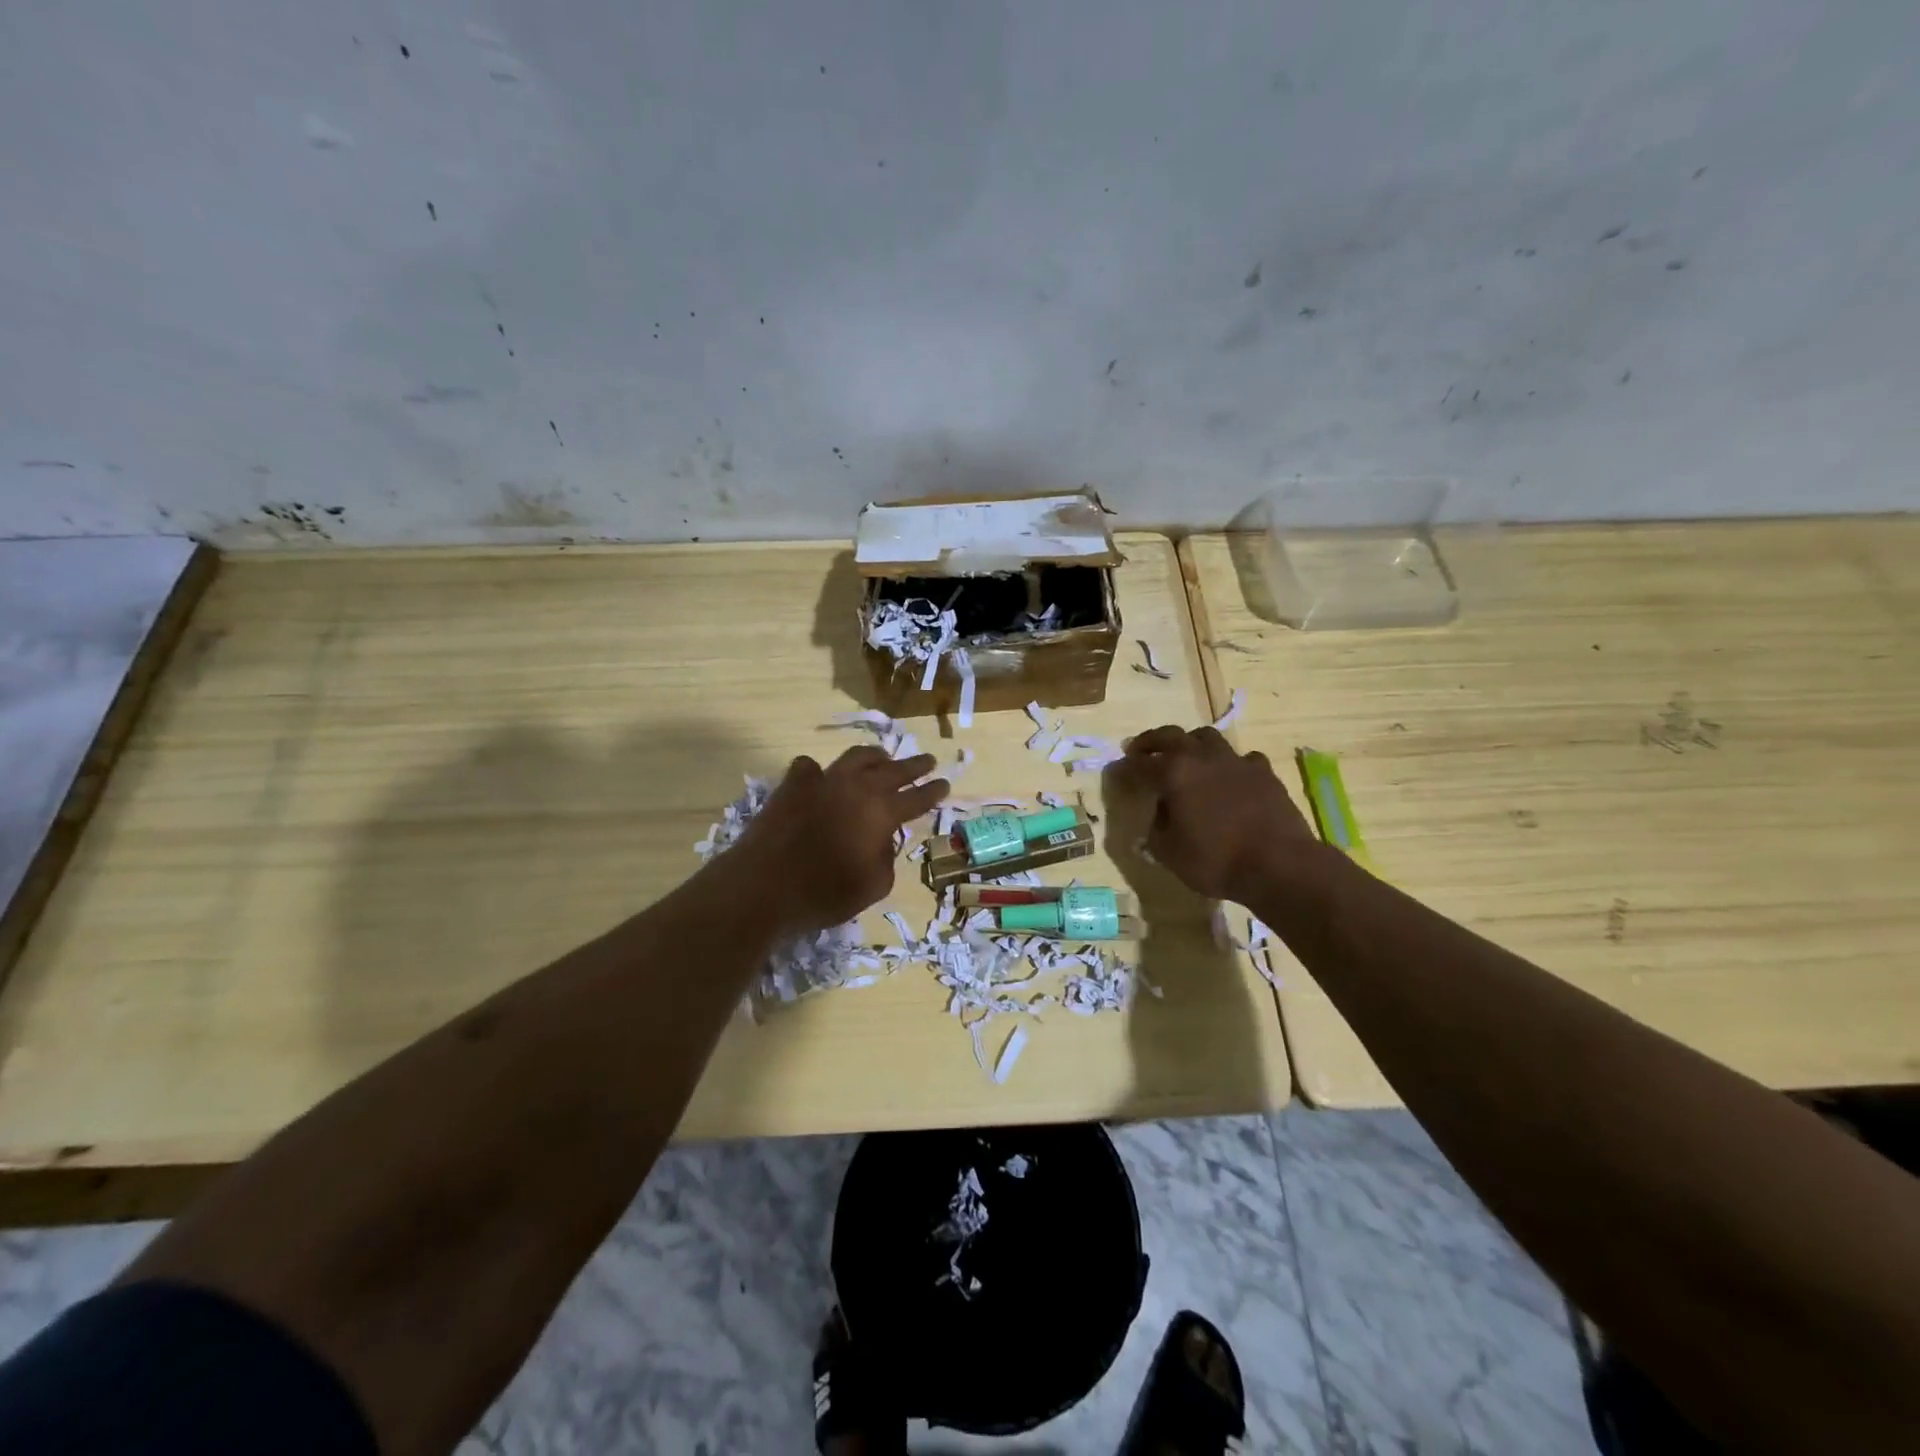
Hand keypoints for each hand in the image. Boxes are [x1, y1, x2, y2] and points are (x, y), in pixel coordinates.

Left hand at [732, 746, 948, 934]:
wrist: (762, 886)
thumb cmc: (823, 894)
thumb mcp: (872, 887)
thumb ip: (886, 859)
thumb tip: (883, 840)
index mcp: (881, 812)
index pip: (917, 797)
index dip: (934, 790)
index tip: (945, 783)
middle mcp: (857, 788)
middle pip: (893, 769)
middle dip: (914, 765)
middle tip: (927, 761)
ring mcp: (823, 780)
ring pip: (856, 757)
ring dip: (875, 756)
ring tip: (883, 756)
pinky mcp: (792, 784)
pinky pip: (810, 767)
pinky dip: (820, 771)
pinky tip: (821, 776)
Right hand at [1110, 726, 1317, 904]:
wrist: (1279, 864)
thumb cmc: (1216, 860)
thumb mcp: (1169, 852)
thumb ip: (1157, 827)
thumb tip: (1160, 813)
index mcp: (1174, 773)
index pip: (1140, 765)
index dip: (1125, 768)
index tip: (1117, 771)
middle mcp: (1202, 757)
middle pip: (1171, 736)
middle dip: (1151, 742)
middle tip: (1140, 750)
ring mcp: (1236, 761)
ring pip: (1207, 737)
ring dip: (1190, 744)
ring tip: (1186, 757)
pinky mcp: (1263, 772)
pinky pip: (1241, 758)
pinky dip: (1229, 764)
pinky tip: (1229, 777)